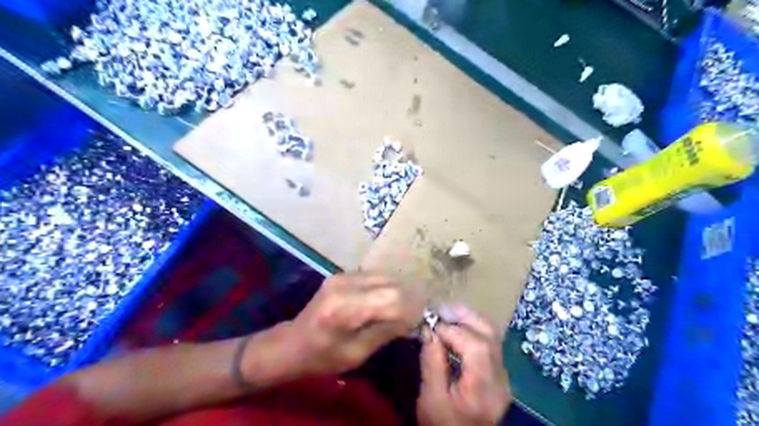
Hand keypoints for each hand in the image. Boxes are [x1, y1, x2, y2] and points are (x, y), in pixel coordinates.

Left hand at [289, 273, 423, 375]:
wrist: (292, 343)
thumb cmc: (321, 358)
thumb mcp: (355, 354)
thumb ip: (384, 332)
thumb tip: (412, 319)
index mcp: (344, 308)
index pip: (391, 298)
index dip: (409, 310)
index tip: (416, 323)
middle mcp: (344, 284)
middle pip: (390, 284)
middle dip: (406, 300)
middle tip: (411, 317)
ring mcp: (343, 275)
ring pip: (385, 276)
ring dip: (397, 292)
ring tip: (400, 310)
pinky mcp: (343, 274)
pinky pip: (374, 276)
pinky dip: (385, 288)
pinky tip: (385, 302)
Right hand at [418, 306, 512, 425]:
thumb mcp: (430, 399)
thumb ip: (431, 362)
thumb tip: (429, 330)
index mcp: (483, 389)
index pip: (476, 347)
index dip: (453, 330)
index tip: (431, 324)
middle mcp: (500, 379)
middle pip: (490, 335)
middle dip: (465, 316)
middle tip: (442, 308)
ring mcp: (502, 376)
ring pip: (493, 336)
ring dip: (470, 320)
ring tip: (448, 313)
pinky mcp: (499, 374)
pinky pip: (490, 343)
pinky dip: (473, 330)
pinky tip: (457, 327)